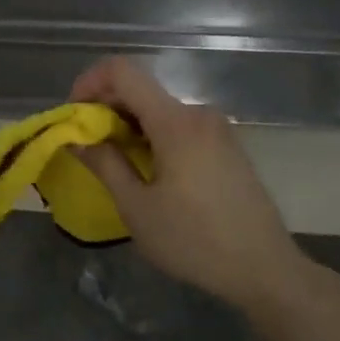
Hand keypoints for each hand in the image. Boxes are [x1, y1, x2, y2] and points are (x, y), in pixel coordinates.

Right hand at [70, 58, 303, 316]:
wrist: (265, 269)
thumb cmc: (194, 241)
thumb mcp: (137, 207)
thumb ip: (105, 164)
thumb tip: (77, 139)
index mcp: (174, 121)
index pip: (122, 71)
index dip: (89, 82)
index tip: (74, 115)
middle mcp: (197, 113)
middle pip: (141, 90)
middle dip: (106, 110)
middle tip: (87, 146)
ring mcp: (217, 128)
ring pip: (159, 110)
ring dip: (129, 126)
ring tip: (115, 164)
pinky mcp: (226, 146)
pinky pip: (179, 126)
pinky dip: (153, 136)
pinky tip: (148, 171)